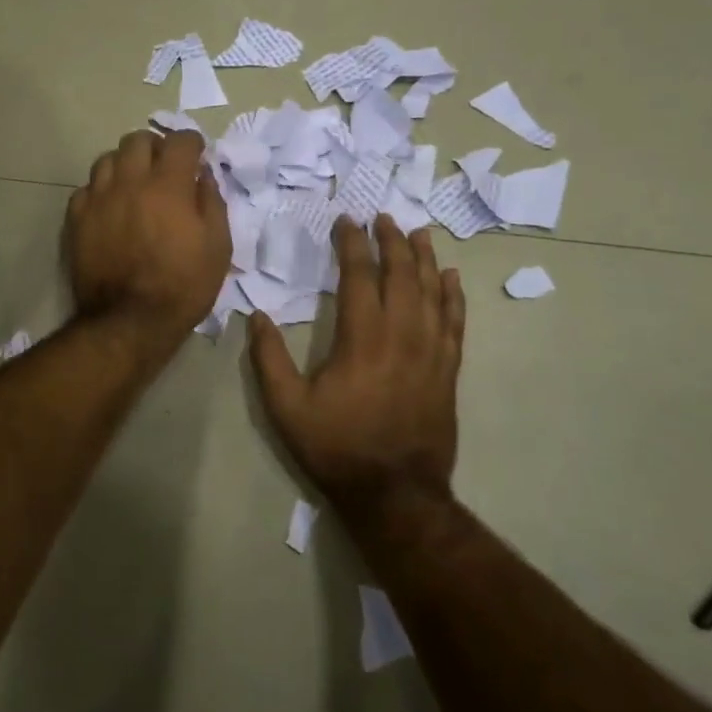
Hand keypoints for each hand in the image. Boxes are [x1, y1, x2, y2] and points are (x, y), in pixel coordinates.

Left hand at [67, 129, 229, 351]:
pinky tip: (111, 208)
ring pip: (107, 159)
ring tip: (135, 185)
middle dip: (156, 147)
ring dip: (125, 164)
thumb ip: (212, 202)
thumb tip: (203, 175)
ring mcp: (99, 198)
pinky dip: (101, 190)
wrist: (130, 321)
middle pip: (138, 140)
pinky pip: (87, 188)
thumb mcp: (218, 246)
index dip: (192, 144)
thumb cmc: (183, 285)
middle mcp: (130, 181)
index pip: (180, 140)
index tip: (197, 156)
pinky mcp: (77, 218)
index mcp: (168, 185)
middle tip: (165, 168)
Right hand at [248, 215, 465, 511]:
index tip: (347, 221)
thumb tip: (256, 316)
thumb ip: (268, 358)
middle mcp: (401, 334)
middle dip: (392, 241)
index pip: (359, 275)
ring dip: (424, 258)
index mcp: (362, 337)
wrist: (395, 494)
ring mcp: (431, 352)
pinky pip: (455, 322)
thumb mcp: (287, 407)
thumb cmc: (337, 446)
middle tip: (384, 217)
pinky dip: (453, 296)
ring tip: (418, 233)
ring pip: (432, 291)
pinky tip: (452, 278)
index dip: (353, 244)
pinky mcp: (448, 370)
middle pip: (401, 274)